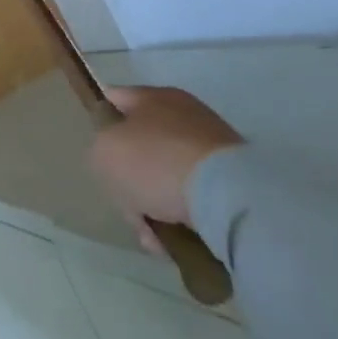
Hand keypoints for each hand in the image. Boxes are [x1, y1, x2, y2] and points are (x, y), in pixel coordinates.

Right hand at [89, 86, 243, 245]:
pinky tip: (177, 242)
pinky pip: (198, 199)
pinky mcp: (239, 183)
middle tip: (128, 208)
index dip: (102, 123)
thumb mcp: (103, 152)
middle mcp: (186, 115)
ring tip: (154, 238)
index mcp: (153, 96)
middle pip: (143, 145)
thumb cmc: (155, 162)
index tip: (99, 153)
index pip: (115, 100)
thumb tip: (117, 160)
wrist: (230, 198)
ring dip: (158, 206)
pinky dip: (185, 219)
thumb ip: (100, 150)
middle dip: (133, 180)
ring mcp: (215, 149)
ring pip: (170, 177)